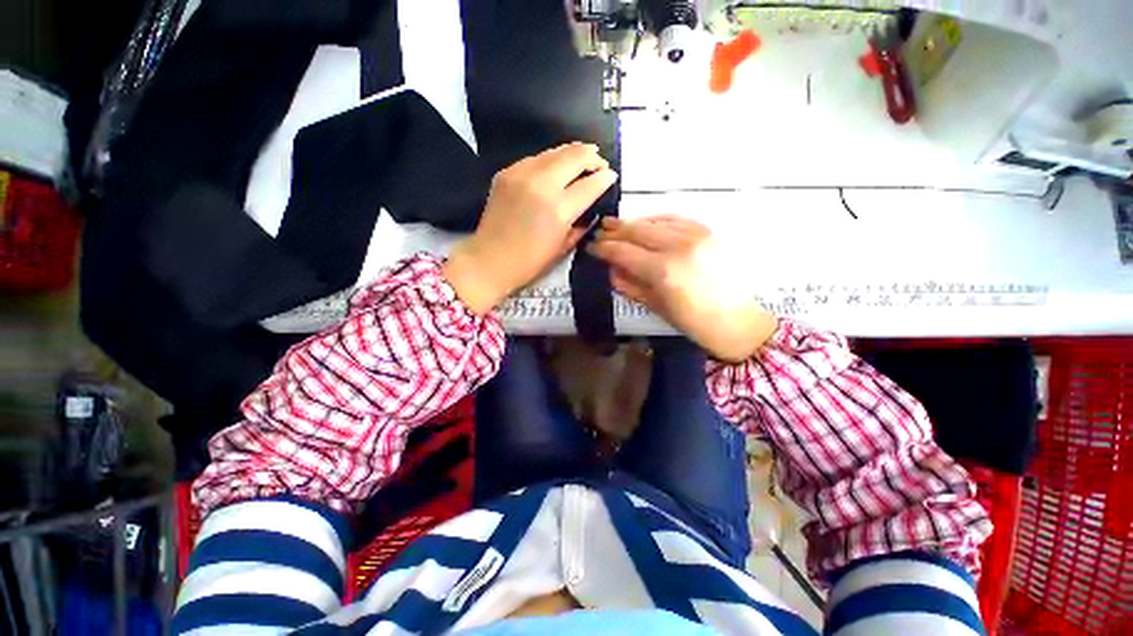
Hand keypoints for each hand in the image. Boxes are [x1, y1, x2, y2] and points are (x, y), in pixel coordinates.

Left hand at [443, 143, 617, 313]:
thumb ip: (581, 223)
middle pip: (575, 156)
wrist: (489, 260)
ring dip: (573, 154)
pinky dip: (551, 161)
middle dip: (592, 157)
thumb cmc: (530, 262)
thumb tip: (592, 207)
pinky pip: (536, 158)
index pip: (591, 184)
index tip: (611, 176)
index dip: (605, 178)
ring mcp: (521, 174)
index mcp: (559, 209)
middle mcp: (542, 184)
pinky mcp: (507, 172)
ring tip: (582, 160)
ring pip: (555, 151)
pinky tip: (555, 169)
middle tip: (599, 163)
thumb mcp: (564, 247)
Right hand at [589, 215, 776, 361]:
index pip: (623, 251)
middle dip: (614, 230)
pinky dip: (655, 220)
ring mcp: (695, 235)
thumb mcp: (654, 306)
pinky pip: (674, 219)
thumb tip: (611, 269)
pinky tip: (645, 224)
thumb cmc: (692, 322)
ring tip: (617, 226)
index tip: (591, 246)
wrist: (736, 321)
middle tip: (600, 231)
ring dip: (633, 223)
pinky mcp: (707, 231)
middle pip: (636, 230)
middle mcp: (677, 245)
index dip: (603, 247)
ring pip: (654, 220)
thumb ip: (628, 284)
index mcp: (662, 270)